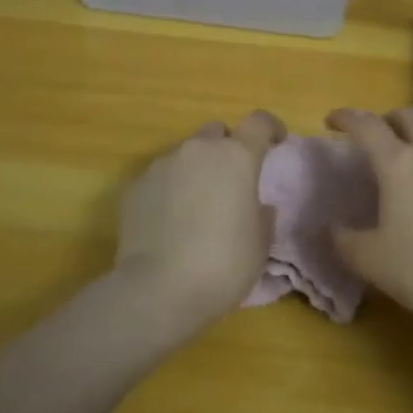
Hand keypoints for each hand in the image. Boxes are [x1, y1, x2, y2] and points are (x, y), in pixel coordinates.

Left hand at [115, 110, 285, 331]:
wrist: (158, 290)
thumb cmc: (223, 265)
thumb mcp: (260, 245)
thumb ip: (262, 216)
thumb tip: (258, 206)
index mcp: (237, 157)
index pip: (259, 122)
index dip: (270, 128)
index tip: (276, 142)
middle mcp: (198, 151)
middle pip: (216, 132)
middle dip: (226, 148)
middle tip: (232, 179)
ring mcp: (162, 165)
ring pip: (185, 153)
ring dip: (196, 169)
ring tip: (197, 204)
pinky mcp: (135, 186)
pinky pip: (160, 176)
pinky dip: (170, 188)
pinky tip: (169, 219)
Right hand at [325, 107, 412, 330]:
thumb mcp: (372, 262)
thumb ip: (344, 241)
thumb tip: (331, 227)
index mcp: (400, 163)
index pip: (367, 126)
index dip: (346, 118)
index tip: (331, 121)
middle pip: (408, 116)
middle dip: (385, 120)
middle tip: (370, 141)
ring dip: (412, 142)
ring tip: (400, 174)